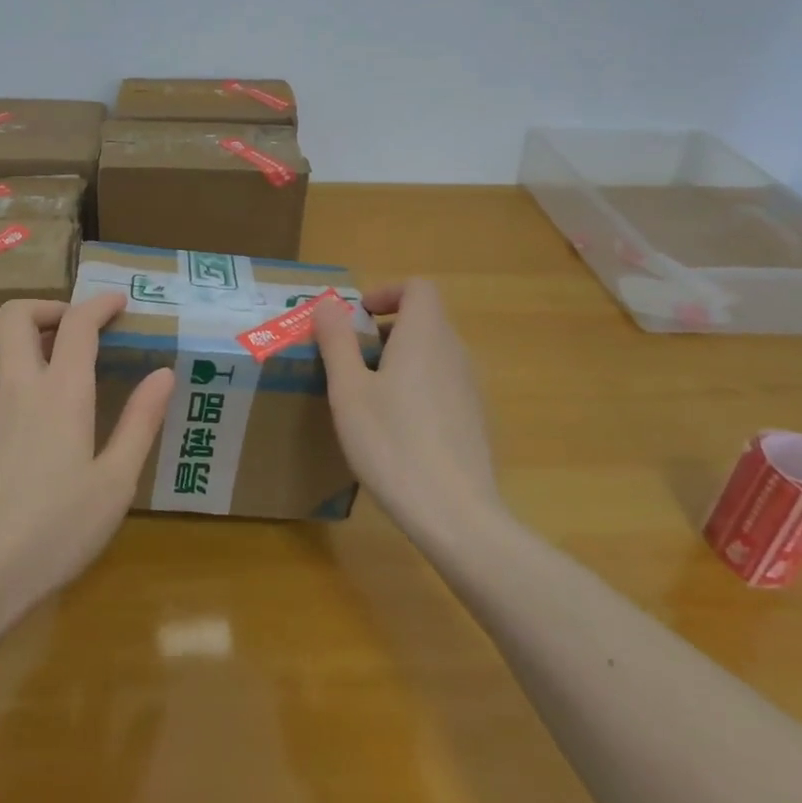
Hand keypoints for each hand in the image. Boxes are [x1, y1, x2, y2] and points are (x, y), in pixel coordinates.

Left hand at [0, 292, 172, 634]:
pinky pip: (2, 394)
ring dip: (39, 352)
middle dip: (48, 307)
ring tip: (75, 388)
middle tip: (81, 329)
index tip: (119, 303)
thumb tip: (163, 373)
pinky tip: (46, 438)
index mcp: (60, 393)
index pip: (77, 323)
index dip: (98, 304)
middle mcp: (17, 389)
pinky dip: (27, 389)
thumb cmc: (54, 531)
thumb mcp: (114, 483)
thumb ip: (140, 422)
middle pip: (15, 316)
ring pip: (8, 357)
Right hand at [313, 280, 505, 551]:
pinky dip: (416, 387)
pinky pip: (442, 384)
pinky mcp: (475, 420)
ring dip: (399, 359)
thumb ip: (337, 341)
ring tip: (366, 395)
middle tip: (350, 359)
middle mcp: (454, 352)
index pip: (418, 288)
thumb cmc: (392, 443)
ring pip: (432, 354)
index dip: (387, 292)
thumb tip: (327, 304)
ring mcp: (470, 388)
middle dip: (384, 329)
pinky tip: (394, 429)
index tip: (357, 317)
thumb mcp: (349, 390)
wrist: (455, 515)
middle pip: (424, 320)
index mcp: (425, 335)